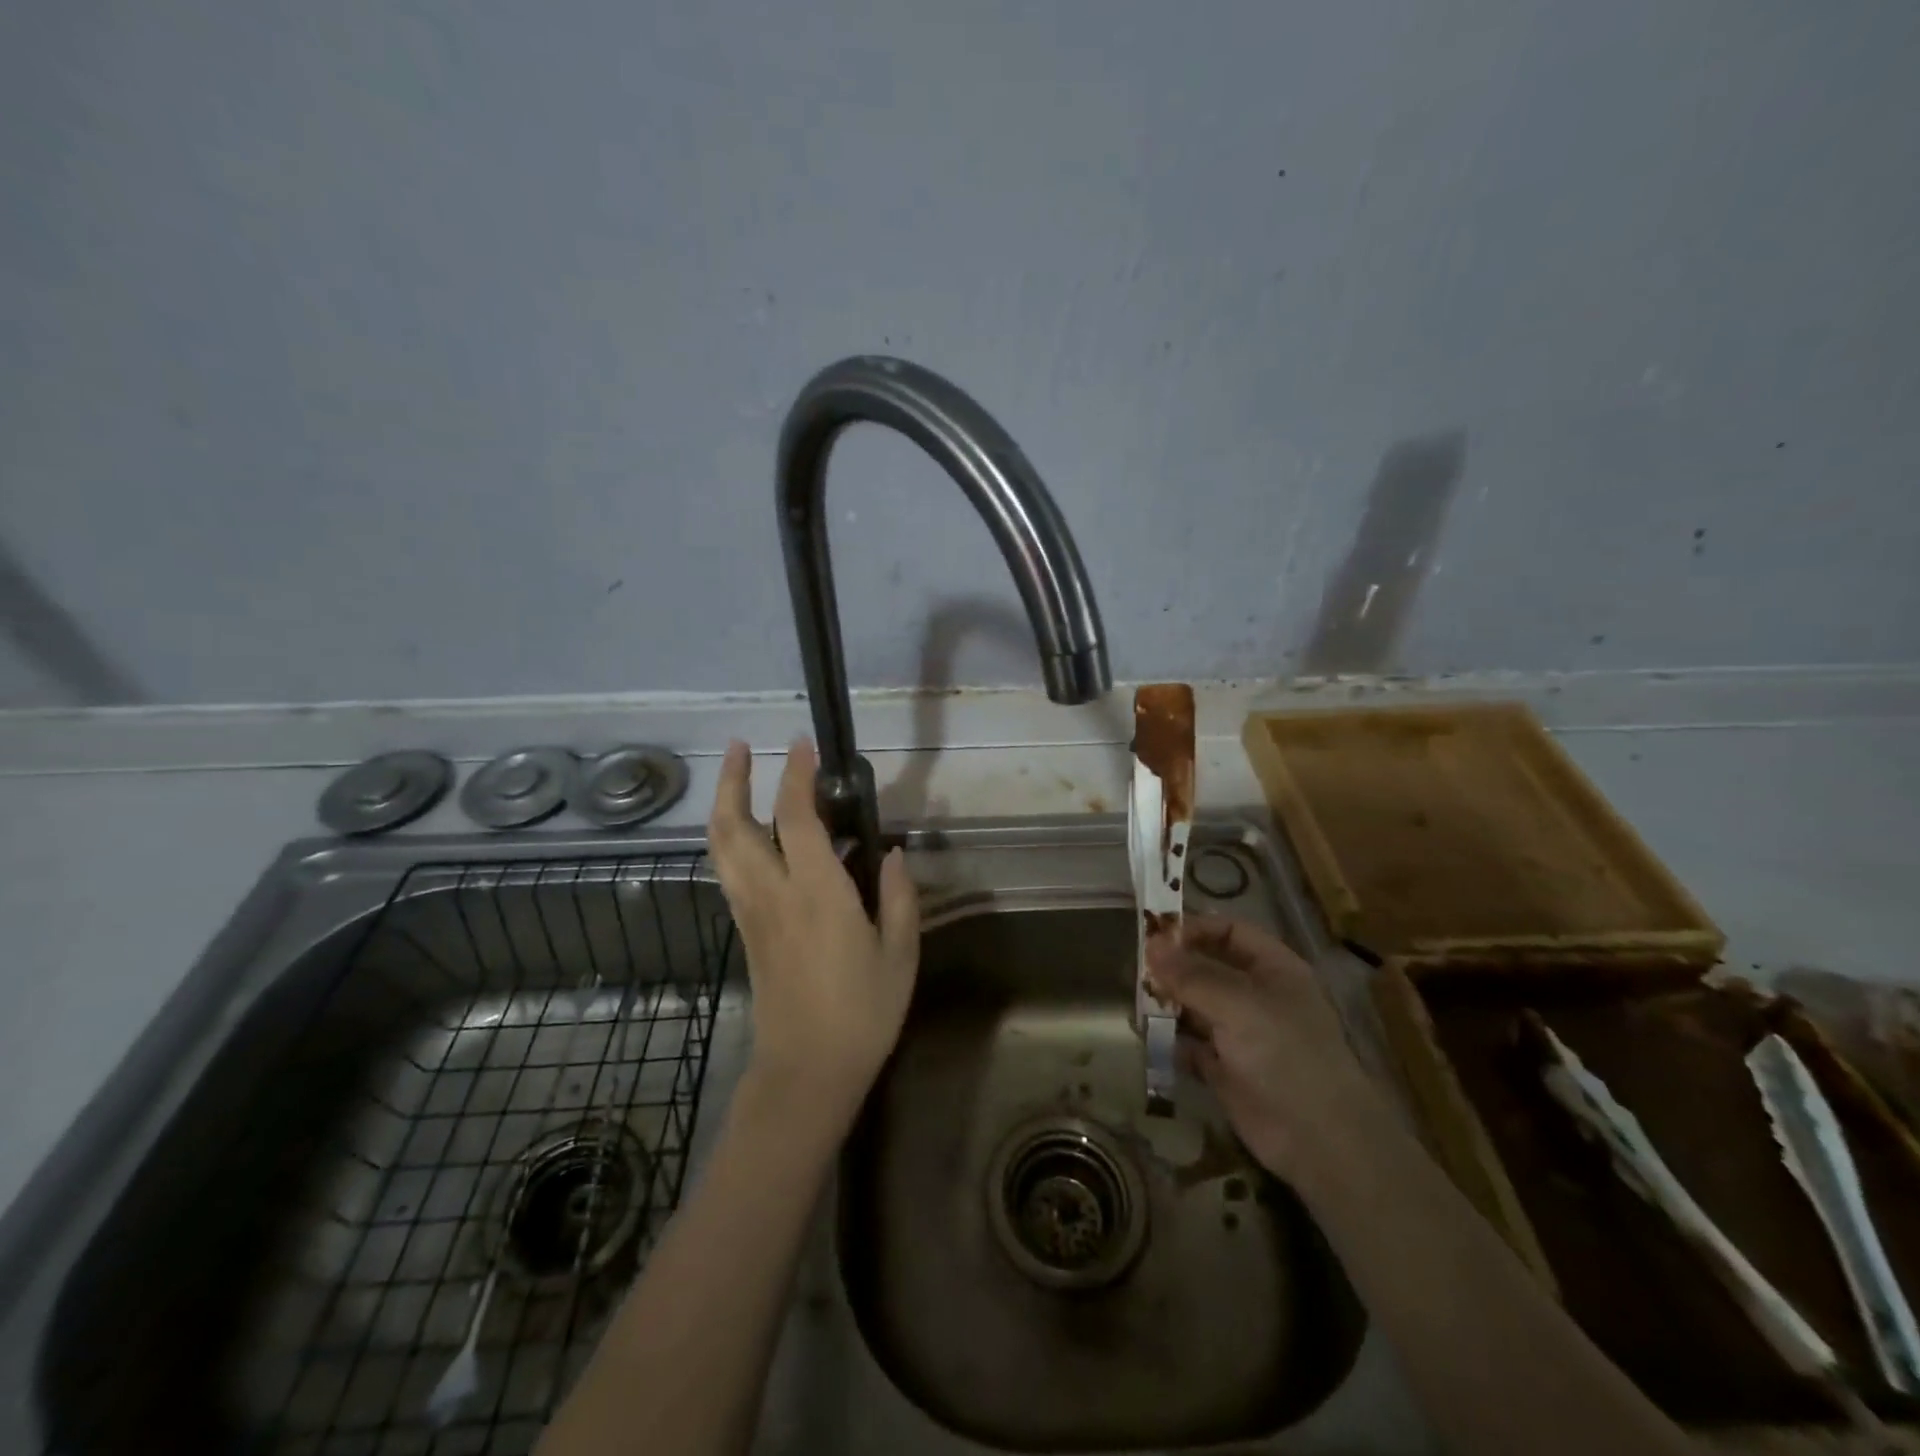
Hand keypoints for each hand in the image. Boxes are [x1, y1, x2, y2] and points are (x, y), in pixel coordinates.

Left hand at [706, 738, 919, 1120]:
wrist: (806, 1072)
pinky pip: (728, 871)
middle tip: (741, 747)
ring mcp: (751, 913)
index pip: (795, 819)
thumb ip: (898, 896)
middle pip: (733, 827)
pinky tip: (746, 833)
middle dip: (733, 781)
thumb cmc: (862, 1013)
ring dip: (722, 805)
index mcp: (817, 894)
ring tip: (735, 777)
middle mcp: (773, 894)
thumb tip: (889, 852)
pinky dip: (729, 839)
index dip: (796, 776)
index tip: (803, 745)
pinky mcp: (745, 931)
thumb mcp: (900, 954)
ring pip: (721, 849)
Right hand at [1147, 916, 1386, 1182]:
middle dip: (1174, 966)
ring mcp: (1240, 1033)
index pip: (1230, 931)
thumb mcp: (1238, 1004)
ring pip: (1195, 1005)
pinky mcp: (1224, 1069)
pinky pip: (1189, 1043)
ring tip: (1133, 1000)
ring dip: (1166, 1002)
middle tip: (1135, 968)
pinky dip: (1167, 1039)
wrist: (1318, 1139)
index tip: (1155, 935)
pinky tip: (1143, 1034)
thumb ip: (1192, 974)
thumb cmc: (1285, 1054)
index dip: (1195, 929)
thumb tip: (1150, 945)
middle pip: (1208, 967)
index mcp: (1273, 969)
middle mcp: (1256, 996)